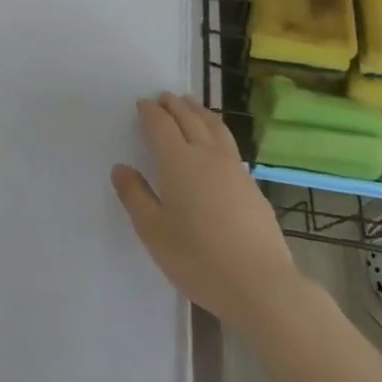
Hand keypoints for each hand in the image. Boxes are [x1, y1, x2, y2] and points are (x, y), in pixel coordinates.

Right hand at [112, 93, 304, 332]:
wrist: (259, 284)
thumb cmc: (198, 258)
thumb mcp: (153, 231)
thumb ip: (135, 196)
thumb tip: (121, 168)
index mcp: (178, 161)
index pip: (161, 124)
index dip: (150, 111)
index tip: (142, 104)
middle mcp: (206, 154)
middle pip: (189, 118)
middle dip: (174, 105)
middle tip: (163, 97)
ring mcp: (234, 167)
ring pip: (214, 126)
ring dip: (198, 111)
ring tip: (190, 105)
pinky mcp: (251, 184)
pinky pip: (228, 143)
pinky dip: (215, 130)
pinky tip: (215, 142)